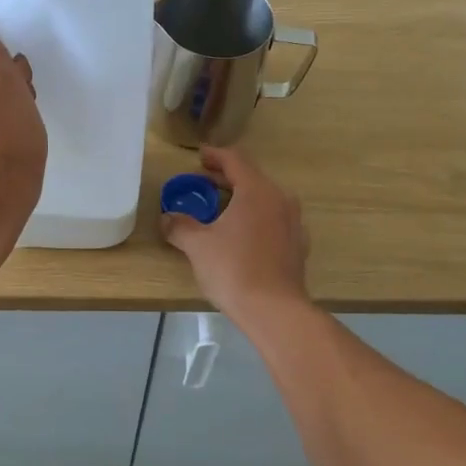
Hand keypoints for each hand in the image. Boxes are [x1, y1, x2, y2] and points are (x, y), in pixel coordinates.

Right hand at [159, 146, 309, 325]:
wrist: (275, 310)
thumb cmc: (233, 269)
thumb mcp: (198, 246)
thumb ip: (180, 226)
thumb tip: (167, 217)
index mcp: (256, 191)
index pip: (235, 160)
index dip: (215, 155)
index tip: (199, 156)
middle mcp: (280, 199)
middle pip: (251, 178)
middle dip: (226, 178)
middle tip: (202, 182)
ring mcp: (293, 222)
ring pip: (264, 199)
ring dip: (241, 198)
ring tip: (219, 208)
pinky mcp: (298, 245)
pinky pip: (273, 220)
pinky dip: (255, 218)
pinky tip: (241, 234)